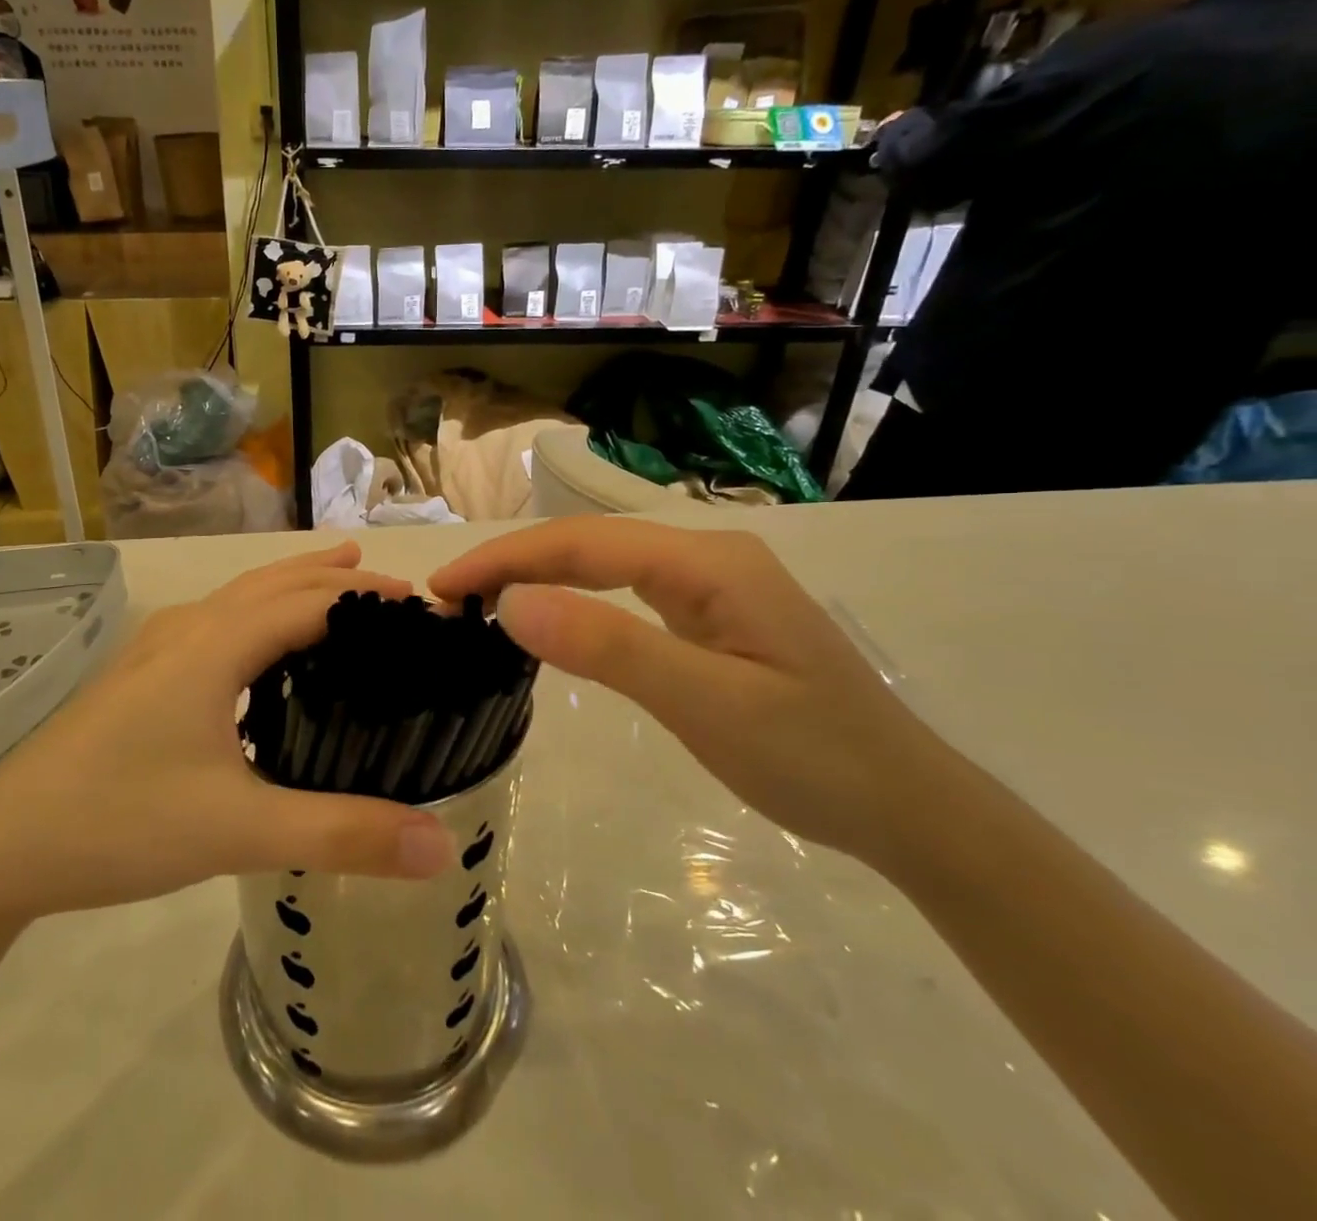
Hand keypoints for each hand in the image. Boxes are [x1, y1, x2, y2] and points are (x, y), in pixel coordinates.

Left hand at [0, 544, 455, 930]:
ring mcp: (154, 650)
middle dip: (337, 578)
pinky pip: (215, 624)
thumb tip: (442, 846)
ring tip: (338, 584)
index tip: (426, 611)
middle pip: (275, 583)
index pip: (312, 601)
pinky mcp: (137, 677)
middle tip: (395, 591)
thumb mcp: (238, 831)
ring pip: (240, 598)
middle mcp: (187, 630)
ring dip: (294, 588)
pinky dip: (258, 616)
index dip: (372, 598)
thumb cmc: (118, 823)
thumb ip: (342, 835)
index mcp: (215, 645)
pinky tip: (259, 652)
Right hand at [429, 517, 939, 871]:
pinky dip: (576, 600)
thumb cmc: (815, 758)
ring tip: (482, 602)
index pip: (583, 543)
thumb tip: (512, 604)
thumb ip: (610, 647)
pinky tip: (550, 615)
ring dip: (540, 577)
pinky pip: (627, 593)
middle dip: (515, 562)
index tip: (444, 587)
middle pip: (590, 544)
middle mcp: (708, 555)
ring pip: (606, 565)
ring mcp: (713, 584)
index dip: (507, 559)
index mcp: (709, 560)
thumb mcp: (707, 704)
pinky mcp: (712, 615)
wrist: (909, 808)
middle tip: (449, 598)